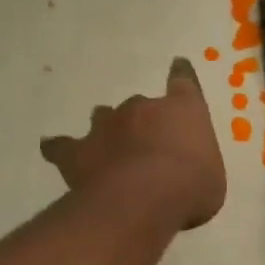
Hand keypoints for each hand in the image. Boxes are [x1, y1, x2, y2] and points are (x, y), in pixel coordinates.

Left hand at [40, 57, 227, 229]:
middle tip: (146, 144)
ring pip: (102, 117)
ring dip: (107, 129)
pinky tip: (53, 150)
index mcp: (184, 110)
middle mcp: (143, 108)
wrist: (143, 200)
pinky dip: (60, 148)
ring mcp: (107, 126)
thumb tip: (189, 178)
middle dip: (141, 120)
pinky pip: (63, 146)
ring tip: (107, 144)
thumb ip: (198, 170)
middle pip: (139, 104)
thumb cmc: (191, 188)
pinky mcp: (78, 151)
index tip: (177, 64)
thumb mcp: (210, 182)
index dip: (181, 74)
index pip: (184, 82)